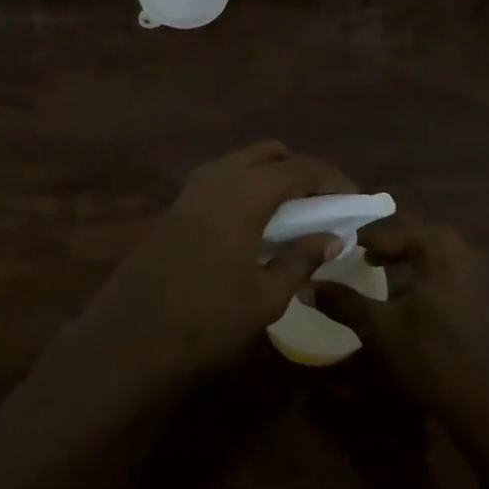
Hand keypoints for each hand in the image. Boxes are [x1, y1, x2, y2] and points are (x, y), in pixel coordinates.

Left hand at [73, 141, 354, 381]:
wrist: (132, 335)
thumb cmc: (207, 318)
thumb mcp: (266, 296)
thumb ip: (301, 259)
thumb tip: (333, 237)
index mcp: (246, 191)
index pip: (301, 168)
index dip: (333, 180)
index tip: (355, 201)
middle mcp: (220, 175)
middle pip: (271, 153)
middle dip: (302, 170)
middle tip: (324, 203)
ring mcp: (194, 186)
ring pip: (244, 162)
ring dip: (273, 177)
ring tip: (296, 214)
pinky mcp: (179, 203)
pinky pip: (224, 178)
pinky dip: (249, 187)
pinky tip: (258, 223)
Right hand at [313, 216, 488, 474]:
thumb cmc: (431, 360)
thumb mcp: (380, 329)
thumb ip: (343, 302)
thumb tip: (304, 286)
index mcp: (440, 249)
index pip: (394, 228)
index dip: (364, 236)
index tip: (339, 244)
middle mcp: (463, 250)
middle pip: (416, 232)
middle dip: (385, 240)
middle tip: (356, 251)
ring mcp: (479, 272)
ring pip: (433, 249)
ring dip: (405, 253)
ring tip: (376, 265)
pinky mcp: (484, 293)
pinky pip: (447, 266)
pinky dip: (423, 268)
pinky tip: (407, 289)